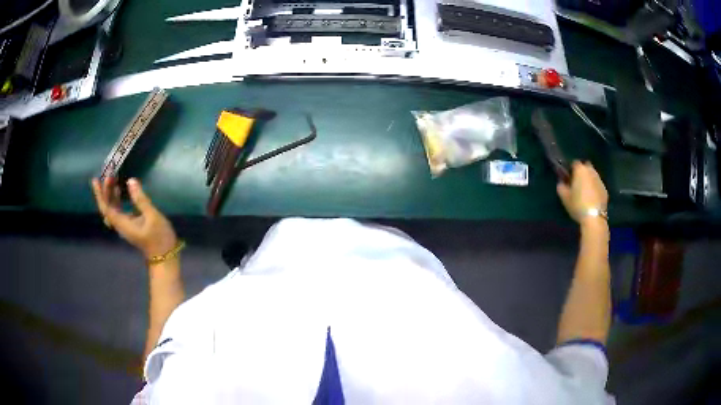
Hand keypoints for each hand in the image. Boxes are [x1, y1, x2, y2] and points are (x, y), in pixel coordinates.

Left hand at [91, 177, 177, 259]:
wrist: (165, 256)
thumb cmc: (159, 238)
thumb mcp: (152, 216)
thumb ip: (140, 199)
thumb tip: (130, 180)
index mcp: (122, 223)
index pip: (106, 208)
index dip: (100, 194)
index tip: (96, 180)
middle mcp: (120, 225)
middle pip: (108, 207)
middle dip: (106, 191)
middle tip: (110, 174)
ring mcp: (125, 225)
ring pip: (112, 208)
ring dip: (111, 194)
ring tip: (114, 179)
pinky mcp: (130, 225)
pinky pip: (118, 210)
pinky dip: (117, 199)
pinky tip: (122, 190)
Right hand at [556, 161, 607, 227]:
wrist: (594, 217)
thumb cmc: (578, 205)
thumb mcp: (565, 198)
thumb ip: (561, 187)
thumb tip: (561, 182)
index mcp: (580, 170)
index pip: (574, 163)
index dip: (571, 169)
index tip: (569, 177)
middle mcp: (591, 171)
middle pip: (586, 166)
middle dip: (582, 171)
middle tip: (578, 182)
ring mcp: (600, 180)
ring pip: (593, 175)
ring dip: (589, 180)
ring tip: (585, 191)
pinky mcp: (605, 189)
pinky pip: (598, 185)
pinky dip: (595, 188)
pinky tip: (592, 198)